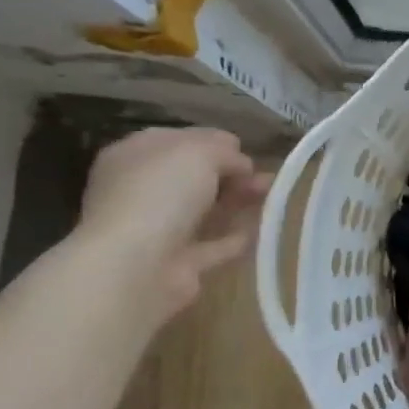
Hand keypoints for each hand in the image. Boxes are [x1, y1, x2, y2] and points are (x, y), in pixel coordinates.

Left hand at [76, 127, 269, 315]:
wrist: (135, 267)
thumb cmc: (160, 194)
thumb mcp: (199, 153)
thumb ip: (224, 152)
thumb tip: (241, 164)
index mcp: (134, 156)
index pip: (177, 140)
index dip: (212, 142)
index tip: (244, 149)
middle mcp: (140, 191)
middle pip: (193, 177)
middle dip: (230, 174)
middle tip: (264, 176)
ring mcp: (156, 230)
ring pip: (205, 210)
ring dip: (238, 202)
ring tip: (274, 197)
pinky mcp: (177, 263)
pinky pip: (212, 245)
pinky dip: (235, 237)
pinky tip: (262, 229)